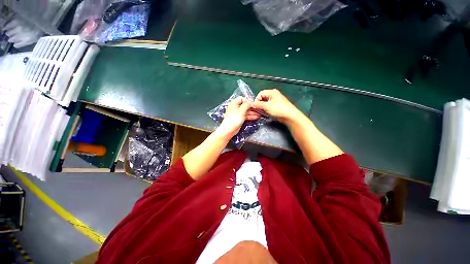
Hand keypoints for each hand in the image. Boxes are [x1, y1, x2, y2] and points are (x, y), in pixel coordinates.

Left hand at [216, 97, 259, 136]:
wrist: (229, 130)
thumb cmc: (234, 119)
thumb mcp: (241, 110)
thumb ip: (247, 105)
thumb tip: (251, 102)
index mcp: (234, 103)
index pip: (242, 98)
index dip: (248, 100)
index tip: (253, 104)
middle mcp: (236, 107)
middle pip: (245, 105)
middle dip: (252, 107)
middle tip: (258, 109)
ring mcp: (238, 114)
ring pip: (246, 111)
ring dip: (252, 112)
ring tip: (259, 114)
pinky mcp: (239, 119)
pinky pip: (246, 116)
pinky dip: (250, 116)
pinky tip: (256, 117)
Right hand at [252, 89, 302, 124]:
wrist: (290, 116)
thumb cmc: (279, 109)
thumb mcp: (267, 107)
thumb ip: (258, 105)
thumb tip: (252, 104)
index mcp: (272, 92)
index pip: (260, 93)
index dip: (257, 99)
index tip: (255, 106)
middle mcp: (274, 94)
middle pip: (263, 98)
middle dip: (260, 104)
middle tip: (258, 110)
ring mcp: (276, 100)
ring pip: (266, 102)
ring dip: (263, 107)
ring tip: (262, 112)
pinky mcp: (277, 105)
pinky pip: (269, 105)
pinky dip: (266, 109)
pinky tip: (266, 113)